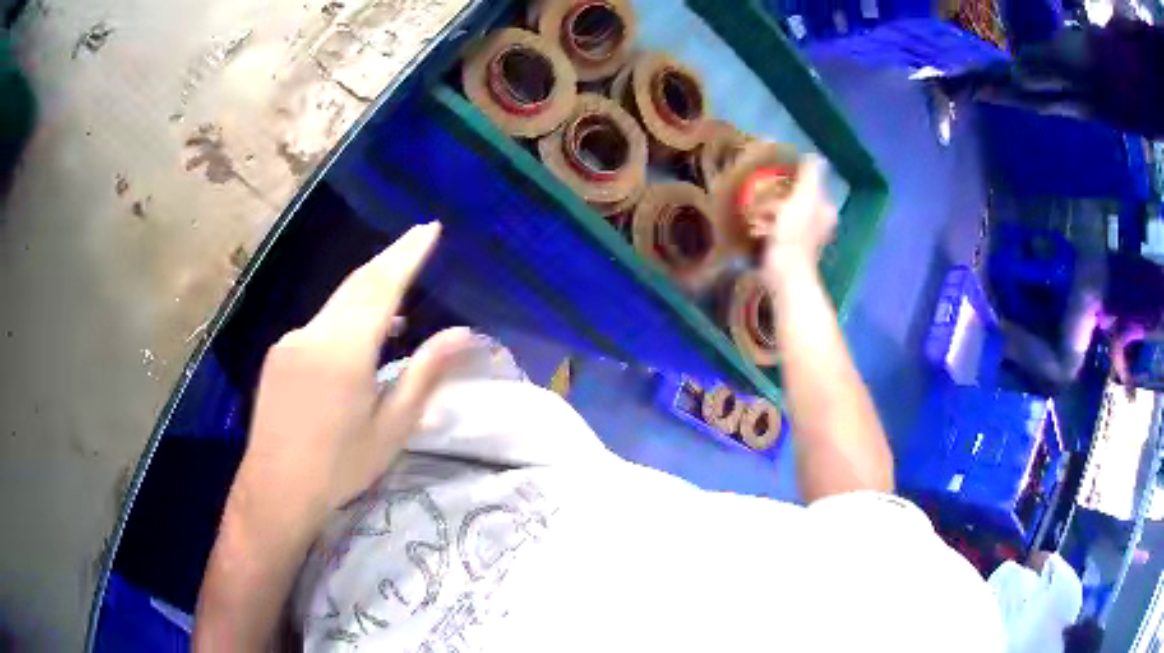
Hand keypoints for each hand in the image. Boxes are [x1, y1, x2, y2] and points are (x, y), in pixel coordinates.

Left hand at [235, 222, 471, 536]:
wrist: (275, 489)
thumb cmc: (340, 466)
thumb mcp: (392, 428)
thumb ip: (425, 374)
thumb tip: (462, 334)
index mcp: (344, 351)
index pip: (381, 286)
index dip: (407, 254)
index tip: (430, 228)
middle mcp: (313, 334)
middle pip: (357, 284)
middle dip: (390, 258)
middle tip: (420, 239)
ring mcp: (291, 341)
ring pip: (337, 303)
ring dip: (369, 290)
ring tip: (400, 298)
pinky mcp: (279, 355)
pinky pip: (320, 322)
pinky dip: (347, 315)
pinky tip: (361, 337)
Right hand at [756, 155, 837, 281]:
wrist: (784, 272)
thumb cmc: (795, 232)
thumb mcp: (804, 196)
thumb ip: (810, 175)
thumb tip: (816, 155)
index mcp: (826, 210)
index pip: (812, 186)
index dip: (795, 178)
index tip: (776, 173)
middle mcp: (820, 225)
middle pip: (799, 200)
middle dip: (780, 194)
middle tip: (761, 190)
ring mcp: (805, 240)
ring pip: (787, 215)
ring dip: (771, 209)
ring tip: (754, 206)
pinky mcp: (789, 251)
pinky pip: (777, 230)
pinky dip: (767, 225)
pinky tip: (755, 224)